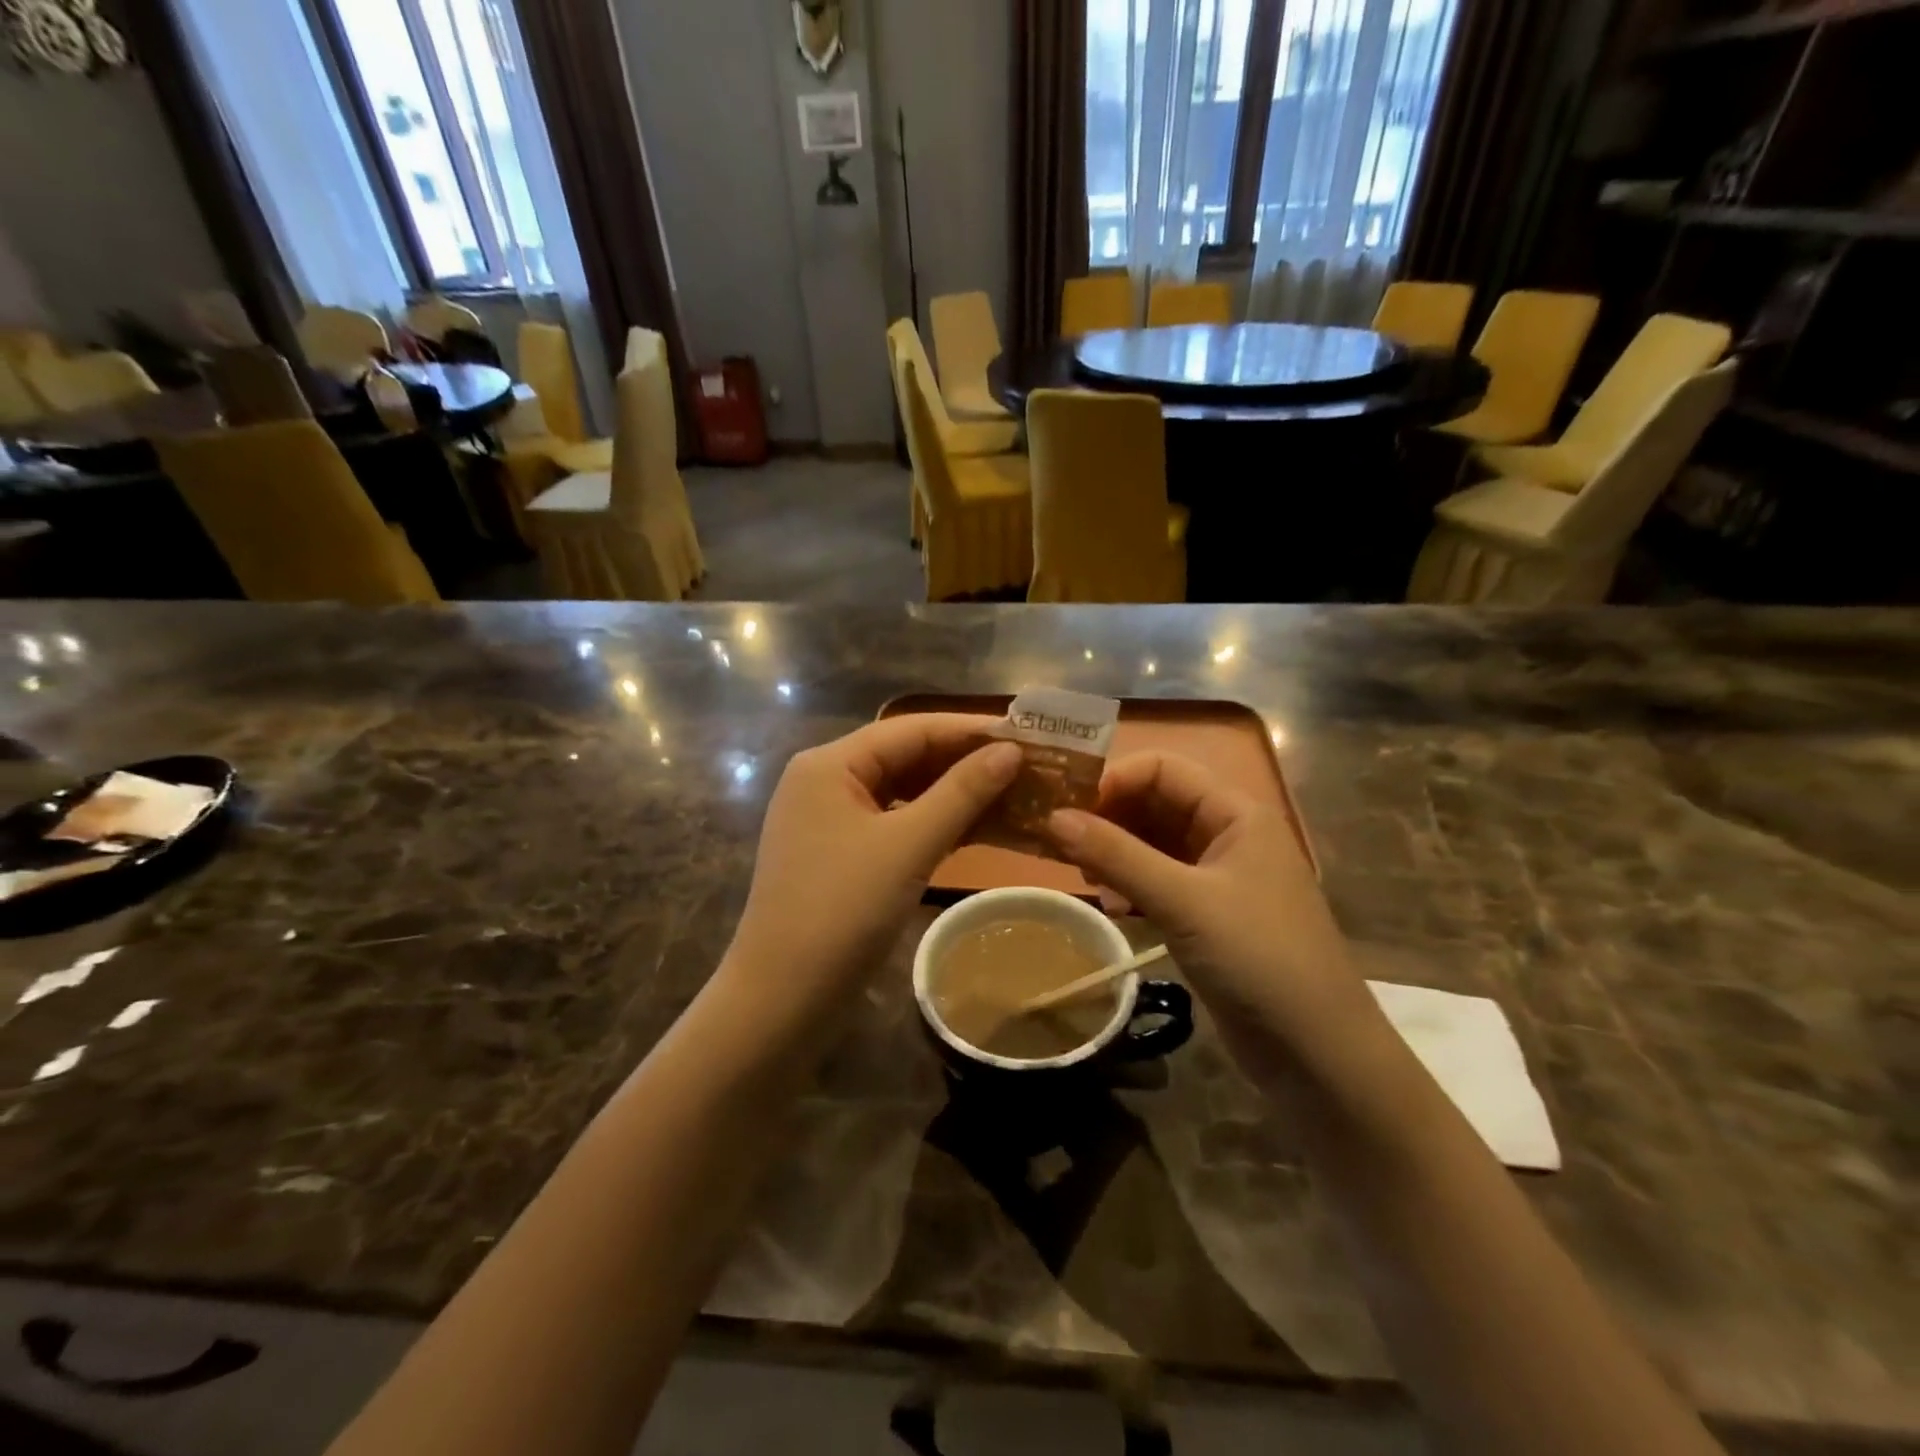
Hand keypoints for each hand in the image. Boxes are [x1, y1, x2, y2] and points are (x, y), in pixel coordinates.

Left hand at [724, 715, 1019, 1013]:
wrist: (782, 998)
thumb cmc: (842, 910)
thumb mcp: (908, 846)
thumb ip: (961, 793)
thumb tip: (1010, 750)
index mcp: (830, 764)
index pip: (911, 729)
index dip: (969, 730)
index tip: (1025, 734)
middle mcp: (825, 781)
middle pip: (906, 757)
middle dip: (965, 762)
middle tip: (1027, 767)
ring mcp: (830, 820)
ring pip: (903, 792)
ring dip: (954, 795)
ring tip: (1013, 794)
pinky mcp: (840, 855)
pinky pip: (895, 824)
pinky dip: (934, 824)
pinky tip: (977, 828)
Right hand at [1047, 751, 1382, 1075]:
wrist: (1317, 1053)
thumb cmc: (1258, 958)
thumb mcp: (1183, 901)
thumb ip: (1116, 856)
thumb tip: (1052, 817)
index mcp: (1235, 812)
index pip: (1164, 768)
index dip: (1114, 778)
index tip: (1066, 806)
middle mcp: (1228, 834)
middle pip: (1156, 802)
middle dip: (1108, 816)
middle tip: (1060, 841)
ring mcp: (1219, 877)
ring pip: (1154, 844)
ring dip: (1115, 852)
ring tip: (1081, 875)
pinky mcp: (1209, 915)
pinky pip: (1159, 881)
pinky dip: (1130, 885)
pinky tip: (1111, 906)